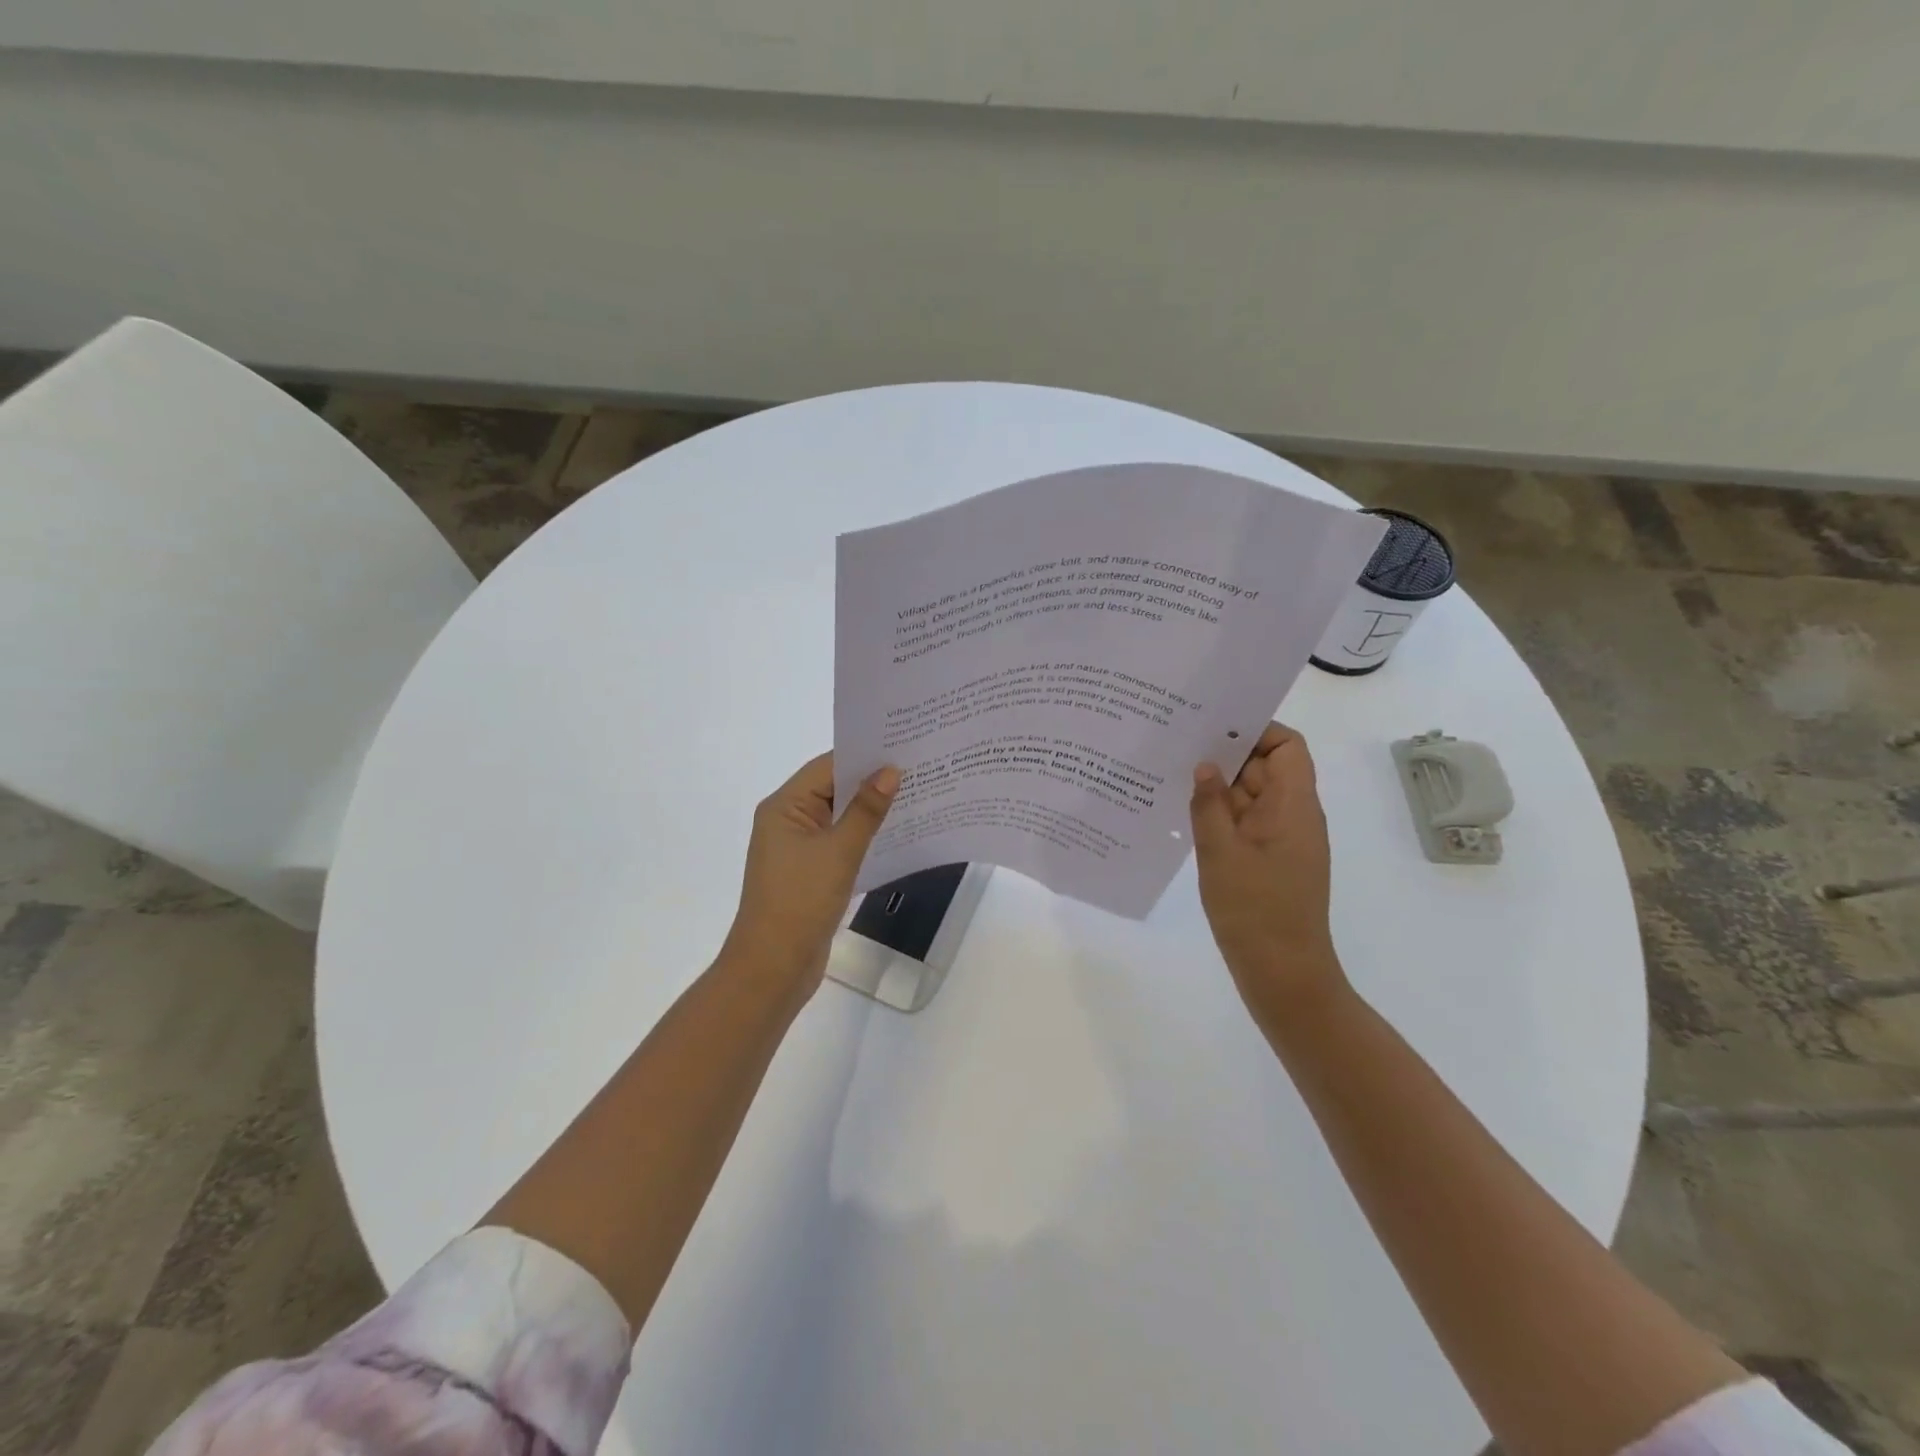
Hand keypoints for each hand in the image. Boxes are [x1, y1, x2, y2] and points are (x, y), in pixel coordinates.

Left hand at [721, 753, 898, 994]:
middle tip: (919, 768)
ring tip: (917, 795)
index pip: (827, 766)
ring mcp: (798, 848)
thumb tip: (891, 771)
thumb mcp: (839, 851)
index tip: (903, 746)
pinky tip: (897, 833)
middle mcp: (788, 820)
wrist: (774, 968)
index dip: (864, 756)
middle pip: (833, 789)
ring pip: (839, 817)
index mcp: (784, 807)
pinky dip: (864, 836)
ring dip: (871, 810)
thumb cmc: (801, 901)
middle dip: (872, 781)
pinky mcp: (810, 872)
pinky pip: (840, 842)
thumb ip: (866, 810)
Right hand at [1190, 723, 1349, 1022]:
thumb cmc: (1255, 911)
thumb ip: (1209, 804)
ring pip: (1251, 797)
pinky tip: (1184, 816)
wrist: (1283, 974)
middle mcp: (1294, 816)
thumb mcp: (1221, 853)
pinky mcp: (1269, 860)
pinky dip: (1220, 815)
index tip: (1213, 729)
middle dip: (1225, 757)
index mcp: (1294, 806)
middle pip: (1265, 768)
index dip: (1257, 731)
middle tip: (1177, 746)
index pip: (1288, 747)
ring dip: (1218, 788)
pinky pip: (1245, 823)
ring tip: (1172, 777)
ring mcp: (1282, 840)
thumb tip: (1205, 764)